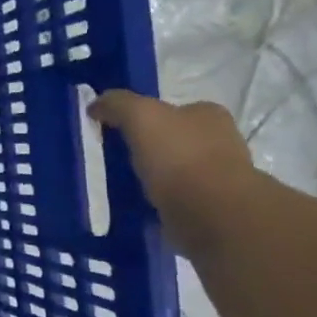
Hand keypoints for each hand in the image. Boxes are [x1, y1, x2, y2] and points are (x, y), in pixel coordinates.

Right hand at [90, 90, 258, 254]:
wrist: (211, 213)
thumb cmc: (179, 155)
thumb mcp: (140, 115)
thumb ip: (117, 104)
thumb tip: (96, 105)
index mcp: (209, 115)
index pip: (174, 109)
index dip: (147, 118)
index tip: (121, 131)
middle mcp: (220, 141)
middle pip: (177, 139)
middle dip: (152, 147)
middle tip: (120, 158)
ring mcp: (220, 176)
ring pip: (178, 170)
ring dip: (157, 176)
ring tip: (127, 184)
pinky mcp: (212, 207)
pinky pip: (178, 198)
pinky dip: (161, 200)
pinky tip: (142, 205)